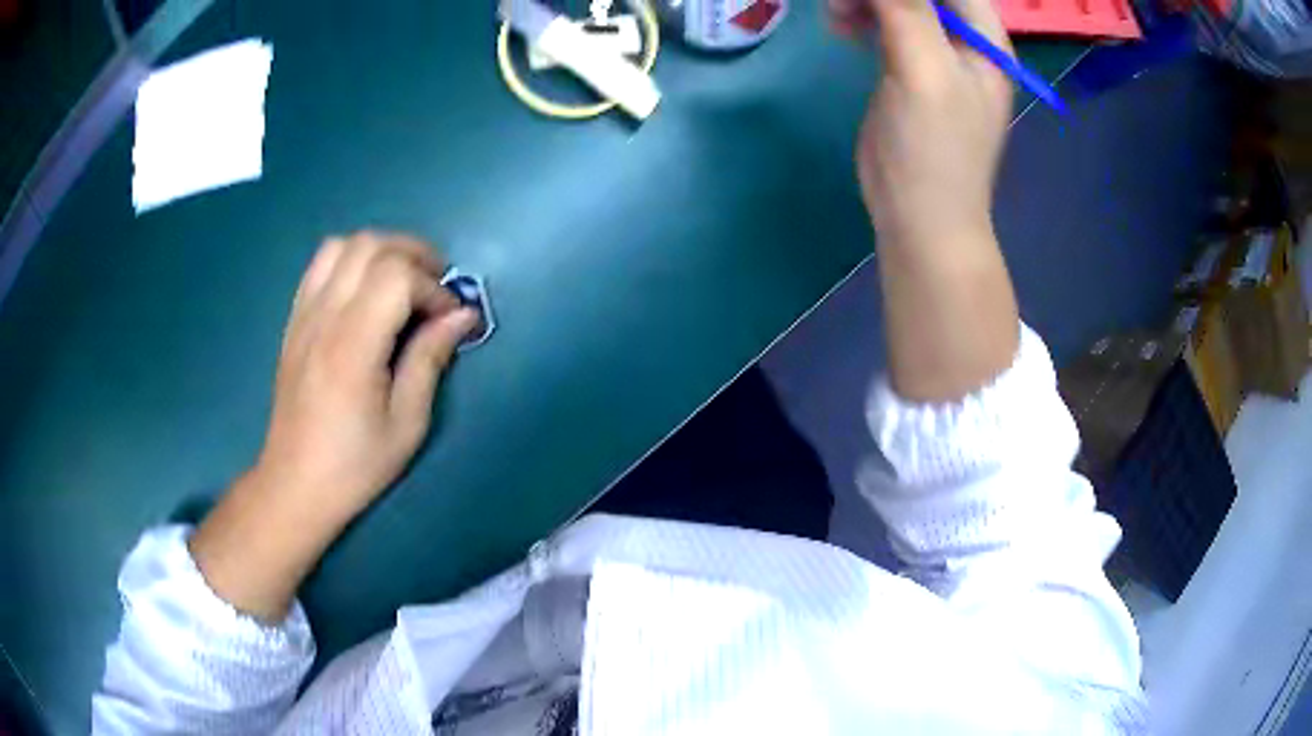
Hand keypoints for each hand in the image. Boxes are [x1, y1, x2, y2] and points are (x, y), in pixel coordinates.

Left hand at [255, 232, 476, 520]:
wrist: (295, 483)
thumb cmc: (355, 464)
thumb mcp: (407, 423)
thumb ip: (430, 360)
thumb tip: (462, 316)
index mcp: (353, 346)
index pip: (397, 276)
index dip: (433, 288)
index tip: (450, 319)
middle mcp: (324, 318)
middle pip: (370, 245)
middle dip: (413, 255)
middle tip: (435, 288)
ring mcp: (304, 315)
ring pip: (342, 245)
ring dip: (380, 252)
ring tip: (402, 282)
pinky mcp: (294, 321)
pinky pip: (320, 265)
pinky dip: (350, 261)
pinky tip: (366, 292)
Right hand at [830, 0, 1020, 401]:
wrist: (919, 218)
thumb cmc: (934, 150)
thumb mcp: (925, 72)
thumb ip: (906, 9)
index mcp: (984, 38)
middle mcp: (964, 39)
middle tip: (845, 4)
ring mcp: (934, 51)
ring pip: (898, 1)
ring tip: (837, 15)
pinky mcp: (905, 66)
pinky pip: (883, 21)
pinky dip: (860, 15)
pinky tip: (840, 26)